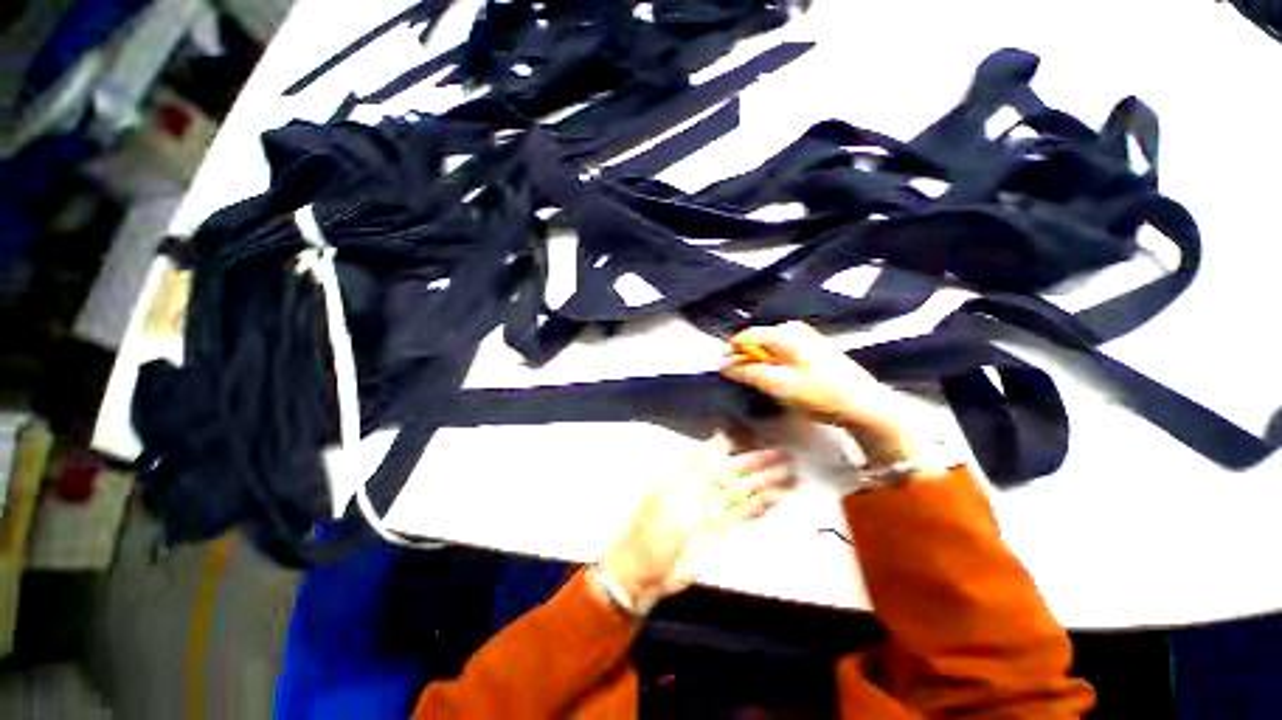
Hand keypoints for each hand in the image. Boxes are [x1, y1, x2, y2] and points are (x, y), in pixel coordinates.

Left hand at [597, 433, 792, 614]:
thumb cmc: (650, 537)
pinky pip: (741, 514)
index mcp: (684, 479)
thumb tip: (711, 464)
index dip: (731, 444)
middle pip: (733, 472)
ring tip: (789, 474)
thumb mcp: (667, 507)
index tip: (751, 433)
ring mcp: (710, 509)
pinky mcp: (718, 530)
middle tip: (782, 454)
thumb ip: (695, 483)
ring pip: (742, 492)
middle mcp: (700, 489)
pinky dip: (758, 507)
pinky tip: (775, 499)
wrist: (644, 574)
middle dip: (756, 463)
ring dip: (764, 483)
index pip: (711, 454)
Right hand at [719, 321, 920, 464]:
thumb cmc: (819, 394)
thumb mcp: (778, 384)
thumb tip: (722, 364)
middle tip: (745, 383)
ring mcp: (806, 337)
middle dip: (746, 360)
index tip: (725, 374)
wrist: (865, 405)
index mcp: (784, 332)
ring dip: (760, 365)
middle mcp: (794, 329)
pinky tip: (781, 381)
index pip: (744, 337)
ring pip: (769, 348)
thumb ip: (747, 372)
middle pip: (757, 342)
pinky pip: (783, 353)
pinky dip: (775, 365)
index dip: (731, 355)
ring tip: (761, 385)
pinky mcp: (814, 349)